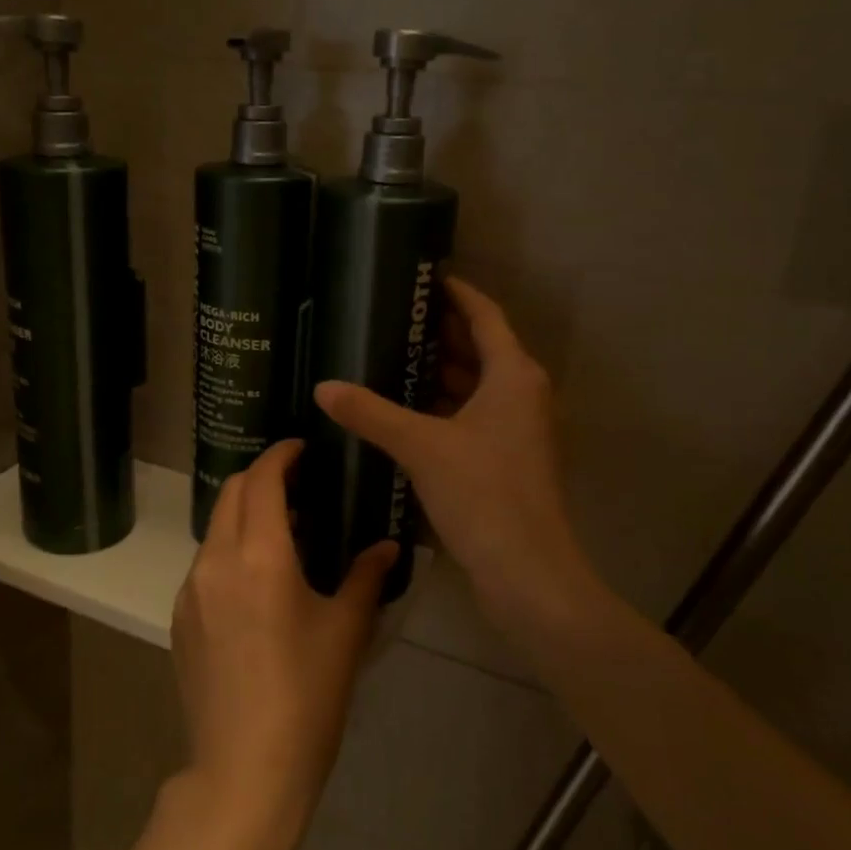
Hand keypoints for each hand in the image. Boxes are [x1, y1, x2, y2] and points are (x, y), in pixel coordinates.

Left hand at [170, 439, 396, 849]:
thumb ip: (366, 578)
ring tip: (284, 535)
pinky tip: (256, 583)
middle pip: (232, 493)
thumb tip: (387, 547)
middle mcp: (217, 560)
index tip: (300, 448)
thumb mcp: (346, 633)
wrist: (243, 772)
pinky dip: (230, 550)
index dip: (281, 455)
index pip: (263, 480)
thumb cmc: (306, 698)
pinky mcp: (179, 618)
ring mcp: (191, 589)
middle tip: (298, 485)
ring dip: (245, 515)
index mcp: (260, 555)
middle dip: (262, 477)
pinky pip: (205, 563)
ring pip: (216, 528)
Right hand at [313, 277, 581, 626]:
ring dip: (441, 373)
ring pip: (477, 386)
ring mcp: (519, 430)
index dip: (457, 294)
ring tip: (390, 359)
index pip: (485, 316)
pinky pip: (474, 416)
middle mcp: (523, 395)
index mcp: (513, 376)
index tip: (424, 278)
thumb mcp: (421, 446)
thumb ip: (371, 413)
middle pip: (482, 349)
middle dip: (440, 334)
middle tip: (393, 319)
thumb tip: (323, 387)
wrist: (527, 571)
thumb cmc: (483, 493)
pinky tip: (406, 412)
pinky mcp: (508, 460)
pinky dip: (445, 407)